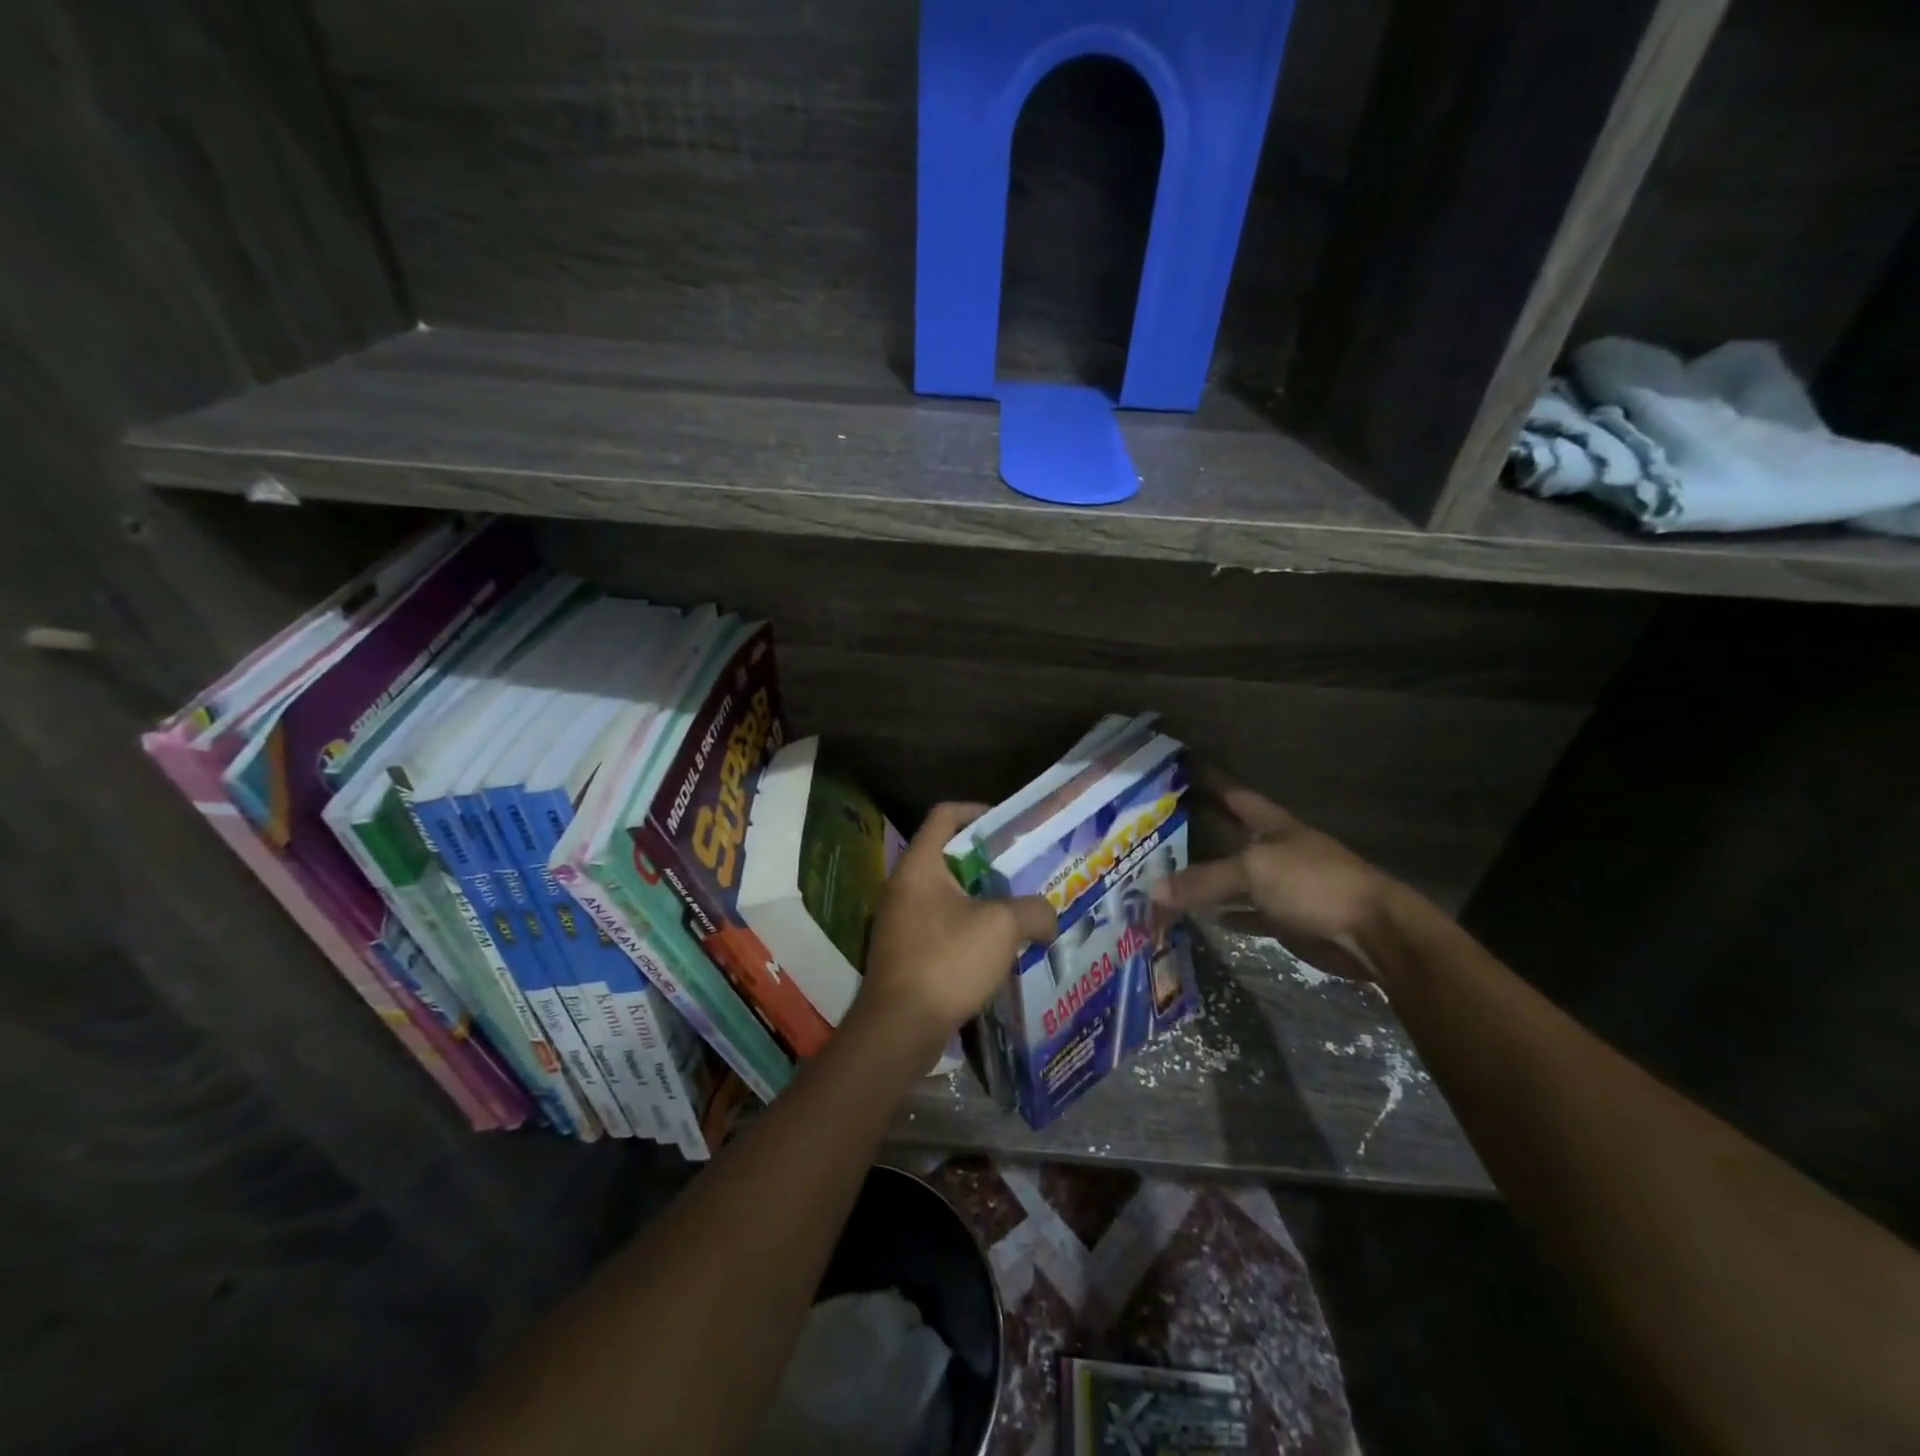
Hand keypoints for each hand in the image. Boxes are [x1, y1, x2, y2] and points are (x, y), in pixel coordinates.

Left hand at [860, 803, 1057, 1048]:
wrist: (899, 1027)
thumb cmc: (947, 961)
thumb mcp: (1002, 926)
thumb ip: (1033, 910)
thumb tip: (1048, 918)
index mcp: (919, 865)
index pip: (944, 816)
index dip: (977, 811)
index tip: (1009, 824)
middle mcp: (902, 886)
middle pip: (948, 856)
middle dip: (988, 862)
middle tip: (1023, 871)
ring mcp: (898, 920)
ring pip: (946, 895)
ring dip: (980, 899)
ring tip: (1017, 910)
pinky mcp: (903, 952)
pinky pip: (940, 925)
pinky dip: (968, 927)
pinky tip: (996, 948)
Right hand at [1152, 781, 1401, 979]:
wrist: (1372, 933)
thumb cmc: (1313, 883)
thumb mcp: (1253, 871)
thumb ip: (1203, 880)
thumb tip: (1153, 891)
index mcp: (1272, 825)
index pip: (1234, 795)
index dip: (1210, 780)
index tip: (1180, 768)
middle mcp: (1275, 850)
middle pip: (1229, 836)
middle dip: (1198, 831)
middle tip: (1156, 829)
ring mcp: (1282, 885)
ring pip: (1234, 878)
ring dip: (1206, 879)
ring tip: (1166, 874)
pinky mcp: (1286, 919)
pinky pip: (1246, 913)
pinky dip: (1225, 914)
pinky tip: (1201, 916)